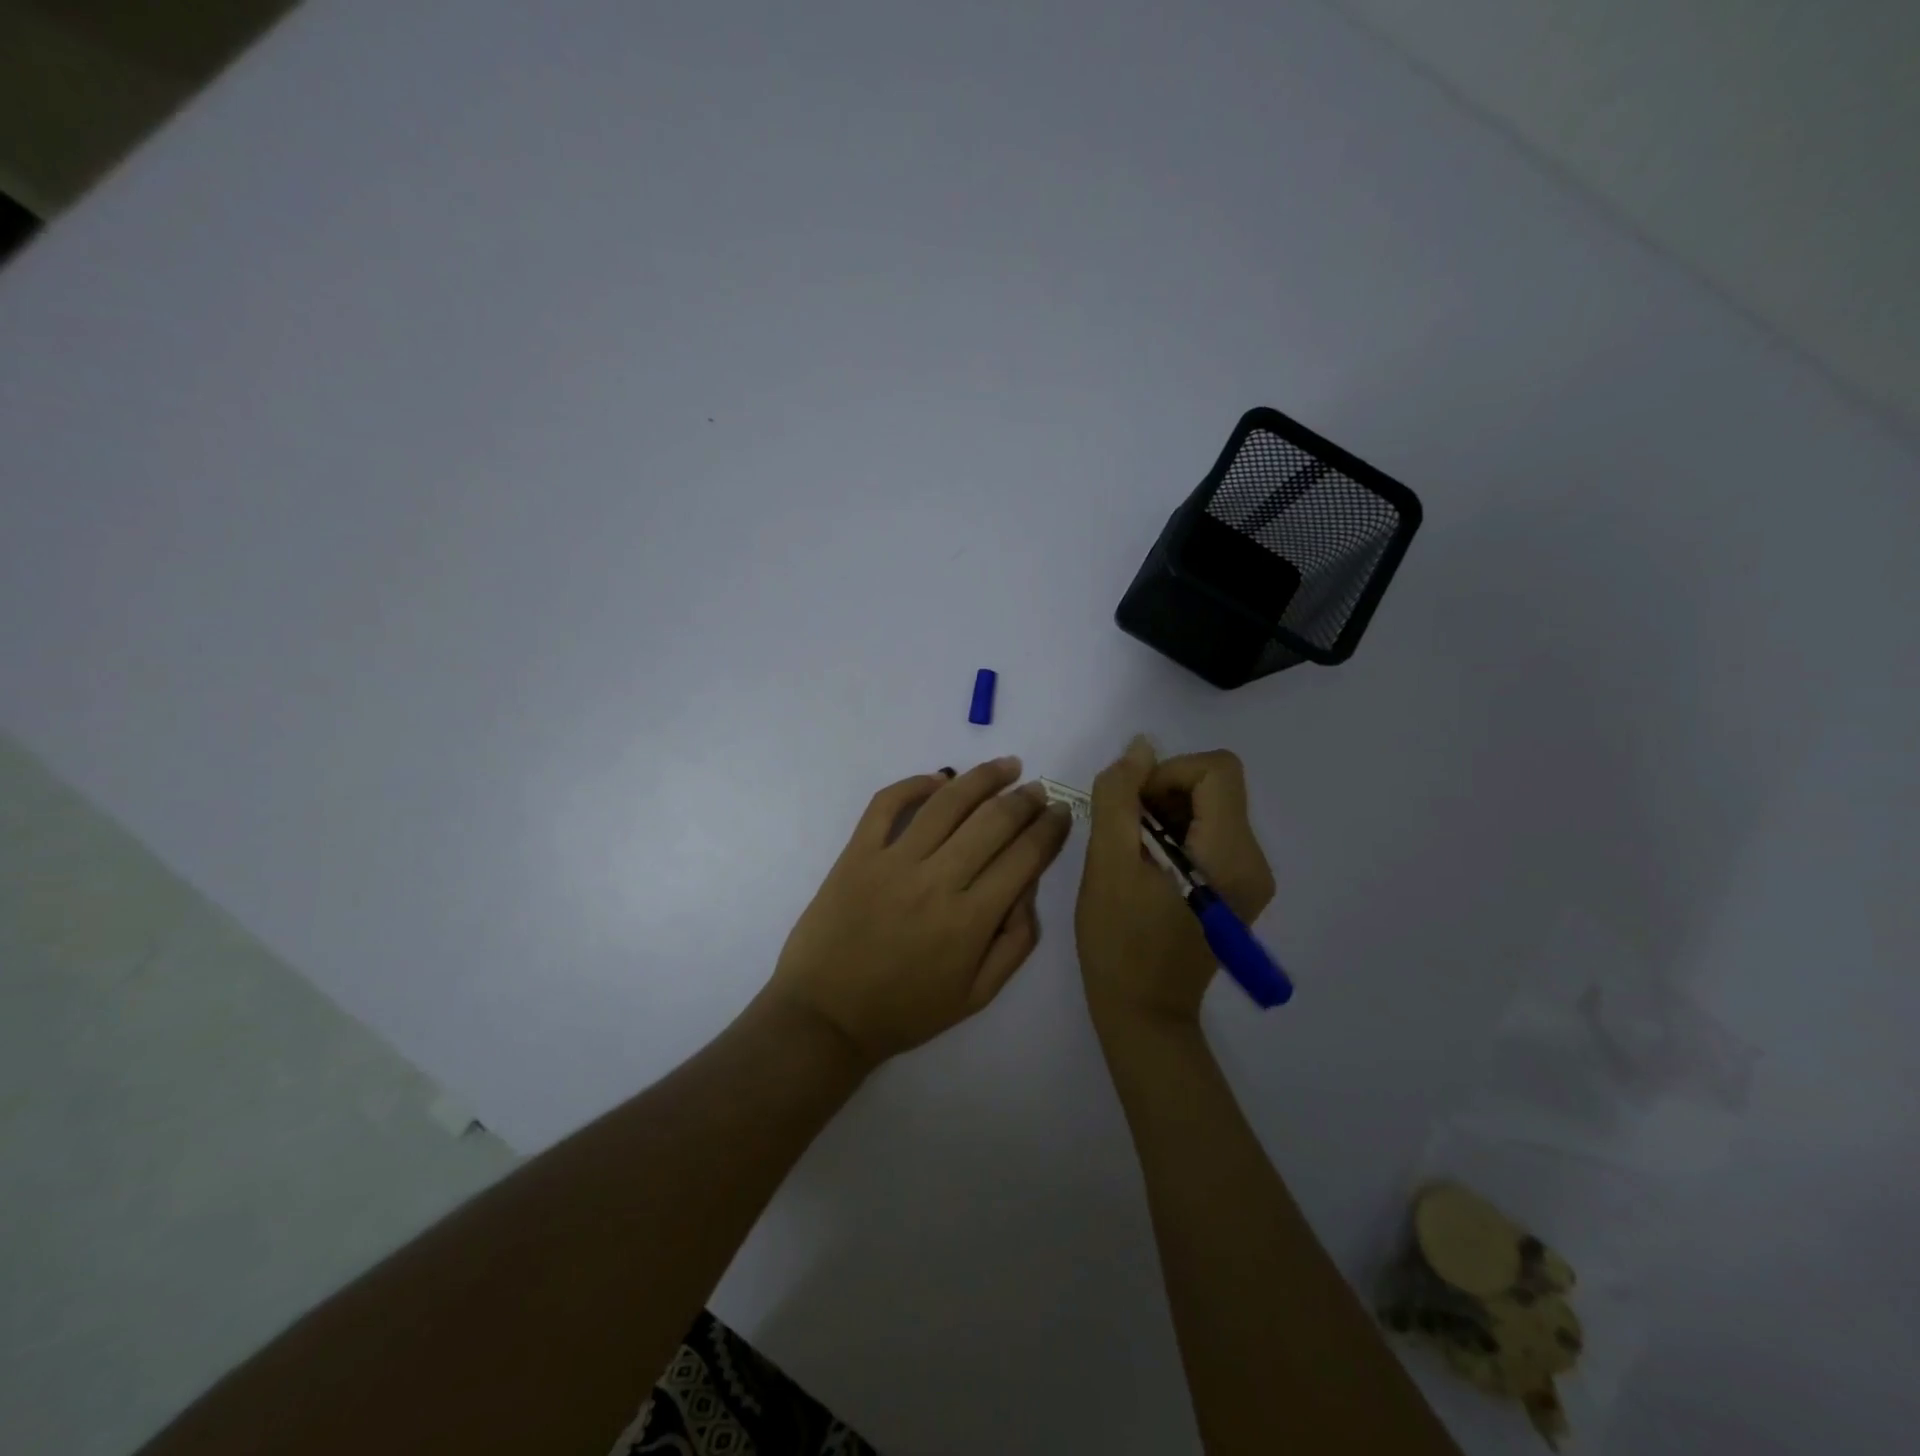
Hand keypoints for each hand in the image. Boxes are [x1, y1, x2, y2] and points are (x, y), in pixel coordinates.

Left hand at [766, 756, 1073, 1066]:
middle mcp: (937, 881)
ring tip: (1006, 766)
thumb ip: (1016, 943)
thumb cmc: (905, 1011)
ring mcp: (893, 862)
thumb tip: (1029, 888)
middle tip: (1038, 789)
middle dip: (1025, 799)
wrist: (826, 1016)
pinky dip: (915, 783)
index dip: (1051, 830)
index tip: (1063, 813)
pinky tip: (939, 779)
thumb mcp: (977, 996)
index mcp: (971, 921)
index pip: (1024, 858)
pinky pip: (887, 804)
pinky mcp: (857, 853)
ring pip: (947, 803)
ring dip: (982, 778)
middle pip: (993, 822)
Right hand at [1075, 737, 1274, 1029]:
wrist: (1143, 1013)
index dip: (1168, 773)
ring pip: (1210, 807)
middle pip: (1215, 786)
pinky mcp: (1236, 888)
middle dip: (1163, 793)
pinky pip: (1208, 834)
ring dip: (1164, 813)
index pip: (1216, 770)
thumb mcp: (1108, 864)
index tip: (1131, 806)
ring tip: (1131, 852)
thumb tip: (1140, 747)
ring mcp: (1249, 877)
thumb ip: (1121, 798)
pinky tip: (1146, 866)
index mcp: (1230, 854)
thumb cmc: (1120, 942)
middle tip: (1124, 830)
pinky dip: (1174, 834)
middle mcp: (1253, 860)